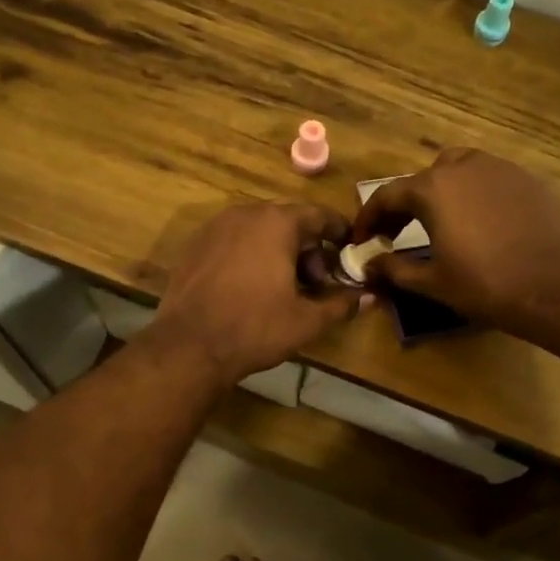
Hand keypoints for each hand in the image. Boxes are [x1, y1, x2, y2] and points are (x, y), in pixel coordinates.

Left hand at [150, 202, 360, 384]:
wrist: (189, 346)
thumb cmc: (255, 328)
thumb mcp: (306, 320)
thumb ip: (341, 304)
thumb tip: (370, 297)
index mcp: (277, 223)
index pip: (319, 215)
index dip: (339, 231)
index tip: (350, 247)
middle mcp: (245, 214)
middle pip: (287, 222)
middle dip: (307, 249)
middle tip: (317, 282)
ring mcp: (214, 228)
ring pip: (258, 232)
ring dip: (277, 252)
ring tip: (285, 288)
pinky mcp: (193, 246)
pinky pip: (232, 243)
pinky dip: (249, 256)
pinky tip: (251, 288)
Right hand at [350, 149, 559, 333]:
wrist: (556, 288)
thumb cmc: (485, 285)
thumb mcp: (432, 282)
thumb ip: (394, 270)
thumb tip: (368, 265)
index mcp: (433, 189)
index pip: (388, 195)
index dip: (369, 218)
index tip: (361, 239)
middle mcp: (465, 167)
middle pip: (424, 178)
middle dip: (406, 203)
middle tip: (398, 232)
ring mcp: (501, 170)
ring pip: (460, 170)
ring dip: (442, 192)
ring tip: (440, 222)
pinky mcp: (529, 181)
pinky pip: (491, 180)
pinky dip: (475, 195)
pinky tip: (480, 223)